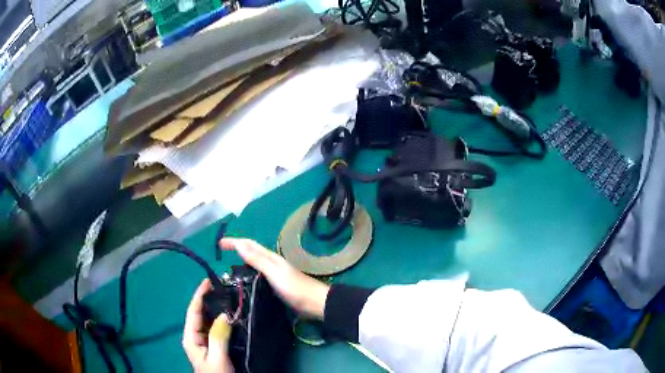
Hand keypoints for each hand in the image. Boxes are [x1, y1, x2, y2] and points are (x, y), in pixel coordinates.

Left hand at [183, 279, 233, 372]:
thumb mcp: (217, 357)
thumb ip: (218, 335)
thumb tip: (225, 313)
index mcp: (191, 337)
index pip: (193, 311)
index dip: (199, 294)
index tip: (209, 280)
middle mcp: (195, 336)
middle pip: (200, 313)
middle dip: (209, 299)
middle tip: (223, 287)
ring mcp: (204, 341)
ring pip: (209, 320)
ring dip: (216, 308)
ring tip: (228, 296)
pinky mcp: (213, 345)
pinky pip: (217, 328)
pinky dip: (222, 319)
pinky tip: (231, 315)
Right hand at [220, 238, 329, 318]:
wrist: (315, 303)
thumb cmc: (295, 288)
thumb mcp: (274, 273)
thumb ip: (257, 260)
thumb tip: (239, 244)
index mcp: (271, 258)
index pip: (249, 245)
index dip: (234, 242)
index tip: (219, 244)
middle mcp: (271, 264)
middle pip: (251, 252)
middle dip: (236, 249)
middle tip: (221, 255)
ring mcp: (274, 275)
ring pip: (253, 264)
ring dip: (241, 262)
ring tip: (228, 268)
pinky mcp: (275, 287)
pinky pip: (257, 277)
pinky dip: (248, 275)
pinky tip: (243, 283)